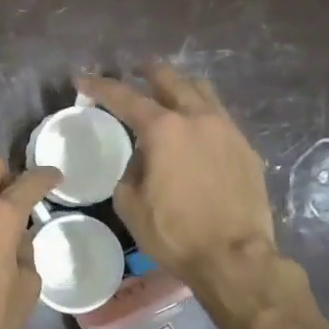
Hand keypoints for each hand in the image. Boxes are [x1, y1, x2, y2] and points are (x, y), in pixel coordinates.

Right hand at [77, 64, 279, 289]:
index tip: (82, 80)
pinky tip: (196, 132)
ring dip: (181, 87)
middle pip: (170, 80)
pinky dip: (202, 115)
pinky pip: (221, 119)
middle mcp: (198, 119)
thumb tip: (142, 158)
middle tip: (136, 70)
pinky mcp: (246, 150)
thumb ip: (131, 170)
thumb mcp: (131, 204)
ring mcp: (227, 131)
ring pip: (203, 92)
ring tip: (170, 93)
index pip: (125, 97)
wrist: (234, 257)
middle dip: (148, 71)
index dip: (100, 87)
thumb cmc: (174, 233)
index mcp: (164, 129)